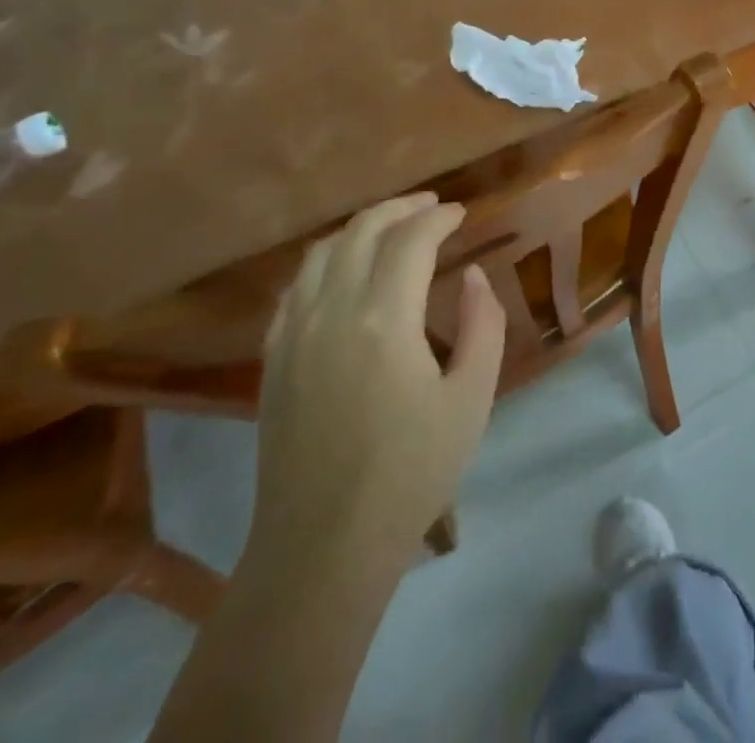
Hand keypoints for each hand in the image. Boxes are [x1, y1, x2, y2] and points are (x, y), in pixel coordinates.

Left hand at [251, 193, 505, 563]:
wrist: (323, 547)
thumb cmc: (411, 473)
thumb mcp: (471, 398)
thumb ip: (481, 324)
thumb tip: (472, 276)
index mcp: (383, 318)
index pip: (410, 240)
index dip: (438, 218)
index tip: (461, 214)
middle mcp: (331, 311)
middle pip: (361, 232)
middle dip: (399, 209)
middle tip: (430, 206)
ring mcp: (293, 334)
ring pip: (320, 253)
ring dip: (359, 228)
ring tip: (389, 227)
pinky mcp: (273, 360)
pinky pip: (294, 287)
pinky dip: (323, 262)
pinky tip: (340, 271)